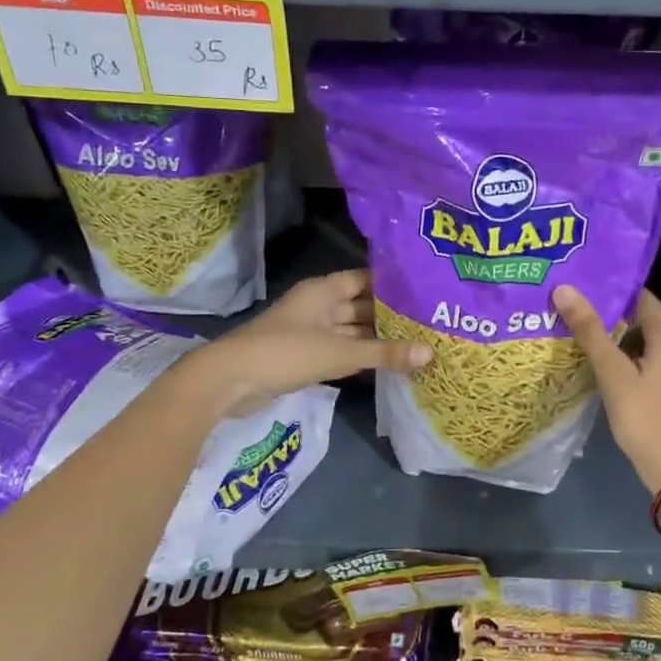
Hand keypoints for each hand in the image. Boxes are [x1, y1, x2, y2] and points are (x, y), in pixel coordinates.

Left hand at [179, 270, 430, 416]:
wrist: (229, 381)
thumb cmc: (285, 353)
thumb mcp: (340, 353)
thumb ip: (385, 353)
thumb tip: (431, 353)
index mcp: (324, 291)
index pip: (367, 279)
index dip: (394, 285)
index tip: (427, 292)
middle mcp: (319, 306)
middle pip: (362, 307)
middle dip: (391, 316)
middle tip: (431, 323)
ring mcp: (311, 332)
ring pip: (352, 332)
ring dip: (378, 340)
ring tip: (418, 345)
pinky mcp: (306, 356)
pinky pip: (341, 351)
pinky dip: (361, 357)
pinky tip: (388, 365)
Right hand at [553, 284, 660, 494]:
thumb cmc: (645, 418)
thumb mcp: (613, 374)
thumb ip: (590, 331)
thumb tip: (565, 289)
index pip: (641, 298)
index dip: (612, 291)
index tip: (581, 289)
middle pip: (646, 319)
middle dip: (612, 315)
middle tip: (575, 311)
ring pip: (649, 342)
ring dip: (621, 338)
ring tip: (585, 335)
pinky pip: (655, 361)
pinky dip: (632, 358)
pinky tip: (608, 366)